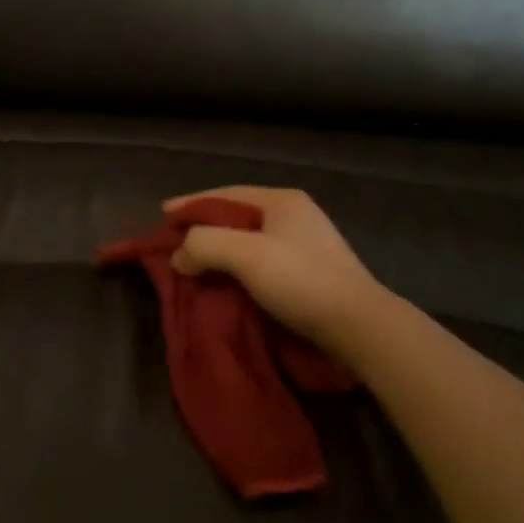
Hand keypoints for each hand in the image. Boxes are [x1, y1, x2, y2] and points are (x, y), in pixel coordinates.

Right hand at [167, 186, 389, 358]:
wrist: (360, 328)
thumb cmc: (301, 280)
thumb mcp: (245, 254)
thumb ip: (203, 245)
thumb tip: (179, 257)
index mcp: (282, 201)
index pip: (225, 194)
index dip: (191, 204)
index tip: (163, 215)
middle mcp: (294, 216)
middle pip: (235, 217)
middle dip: (203, 229)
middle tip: (175, 242)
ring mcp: (305, 246)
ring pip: (248, 242)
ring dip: (218, 253)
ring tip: (193, 265)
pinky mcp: (309, 274)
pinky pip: (260, 263)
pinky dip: (236, 270)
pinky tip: (223, 283)